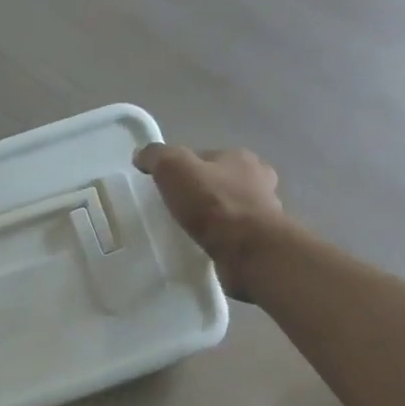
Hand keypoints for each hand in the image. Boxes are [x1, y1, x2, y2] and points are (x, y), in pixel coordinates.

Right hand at [134, 143, 286, 298]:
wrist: (248, 250)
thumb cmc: (213, 204)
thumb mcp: (174, 168)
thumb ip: (157, 156)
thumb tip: (141, 155)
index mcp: (240, 157)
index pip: (205, 157)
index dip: (183, 168)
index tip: (165, 186)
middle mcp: (258, 181)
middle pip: (220, 182)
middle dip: (201, 193)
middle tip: (176, 210)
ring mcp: (263, 213)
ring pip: (229, 210)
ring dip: (212, 219)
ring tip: (188, 232)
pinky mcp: (260, 241)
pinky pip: (233, 236)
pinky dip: (219, 240)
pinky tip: (203, 248)